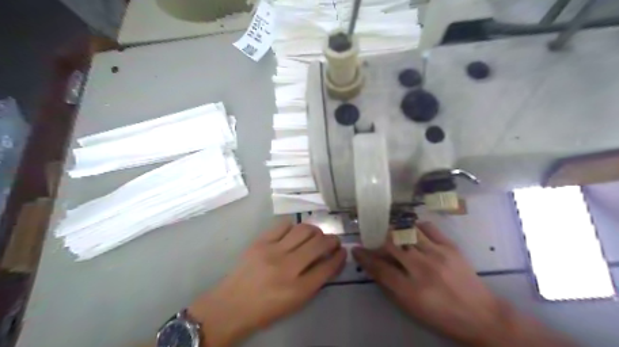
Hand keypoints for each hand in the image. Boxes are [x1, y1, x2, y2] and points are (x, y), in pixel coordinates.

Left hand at [189, 223, 346, 346]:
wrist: (231, 305)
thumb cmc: (265, 309)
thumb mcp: (295, 303)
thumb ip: (314, 282)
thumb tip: (330, 261)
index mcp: (298, 290)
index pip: (327, 267)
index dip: (339, 257)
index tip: (343, 251)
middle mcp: (287, 268)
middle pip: (318, 245)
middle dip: (332, 240)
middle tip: (333, 240)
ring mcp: (272, 251)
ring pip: (304, 230)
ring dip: (315, 230)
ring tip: (316, 235)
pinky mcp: (260, 242)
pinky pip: (283, 225)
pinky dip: (294, 227)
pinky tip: (294, 233)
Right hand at [350, 222, 503, 344]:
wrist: (481, 316)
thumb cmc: (441, 316)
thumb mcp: (411, 308)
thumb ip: (390, 286)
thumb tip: (374, 267)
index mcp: (410, 289)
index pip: (379, 267)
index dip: (364, 256)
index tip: (356, 249)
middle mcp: (421, 268)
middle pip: (390, 244)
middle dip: (376, 239)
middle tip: (372, 237)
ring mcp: (437, 254)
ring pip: (406, 233)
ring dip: (394, 230)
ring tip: (389, 229)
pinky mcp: (450, 247)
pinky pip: (428, 228)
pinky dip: (416, 226)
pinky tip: (411, 230)